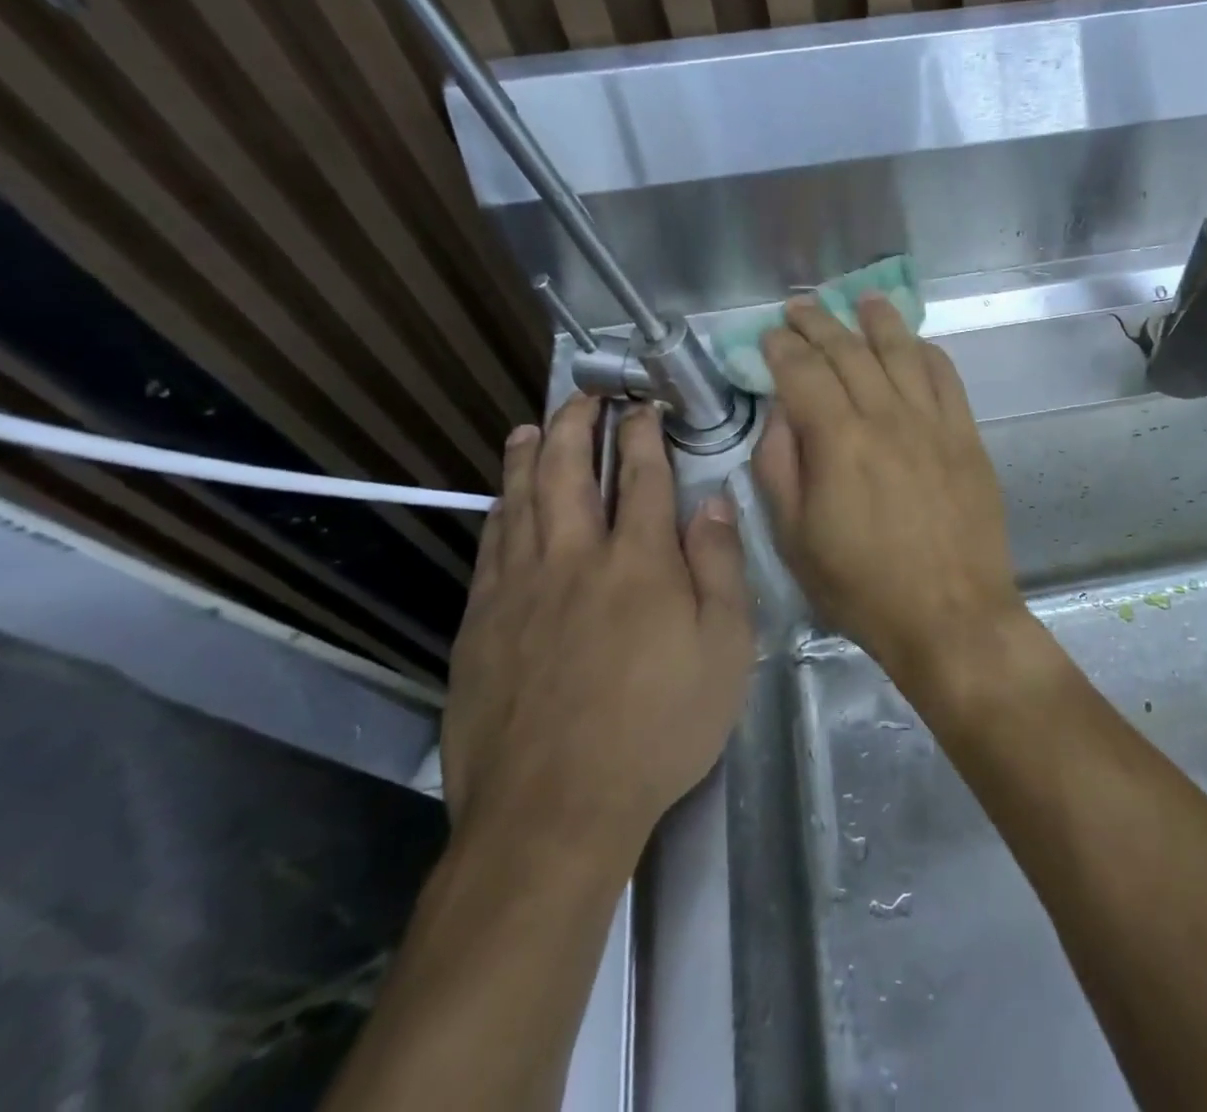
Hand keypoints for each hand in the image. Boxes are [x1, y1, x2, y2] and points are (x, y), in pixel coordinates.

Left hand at [443, 397, 752, 855]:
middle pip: (568, 472)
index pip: (641, 476)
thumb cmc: (659, 728)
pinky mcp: (482, 625)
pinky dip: (498, 511)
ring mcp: (520, 590)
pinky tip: (500, 502)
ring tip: (531, 427)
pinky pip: (490, 548)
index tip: (643, 405)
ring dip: (528, 457)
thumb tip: (713, 502)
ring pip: (520, 502)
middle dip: (577, 425)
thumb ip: (720, 567)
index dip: (642, 434)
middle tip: (583, 396)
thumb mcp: (725, 649)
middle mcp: (575, 558)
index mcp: (639, 562)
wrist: (554, 810)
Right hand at [753, 295, 1024, 688]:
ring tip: (861, 299)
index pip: (803, 372)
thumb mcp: (794, 540)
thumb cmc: (863, 587)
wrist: (951, 616)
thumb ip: (779, 468)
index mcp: (838, 440)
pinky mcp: (966, 436)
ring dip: (878, 321)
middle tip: (801, 307)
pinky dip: (926, 352)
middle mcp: (887, 416)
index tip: (769, 335)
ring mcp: (933, 422)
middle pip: (850, 351)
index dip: (782, 348)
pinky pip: (946, 377)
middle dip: (820, 323)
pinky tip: (915, 343)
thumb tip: (780, 415)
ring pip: (902, 352)